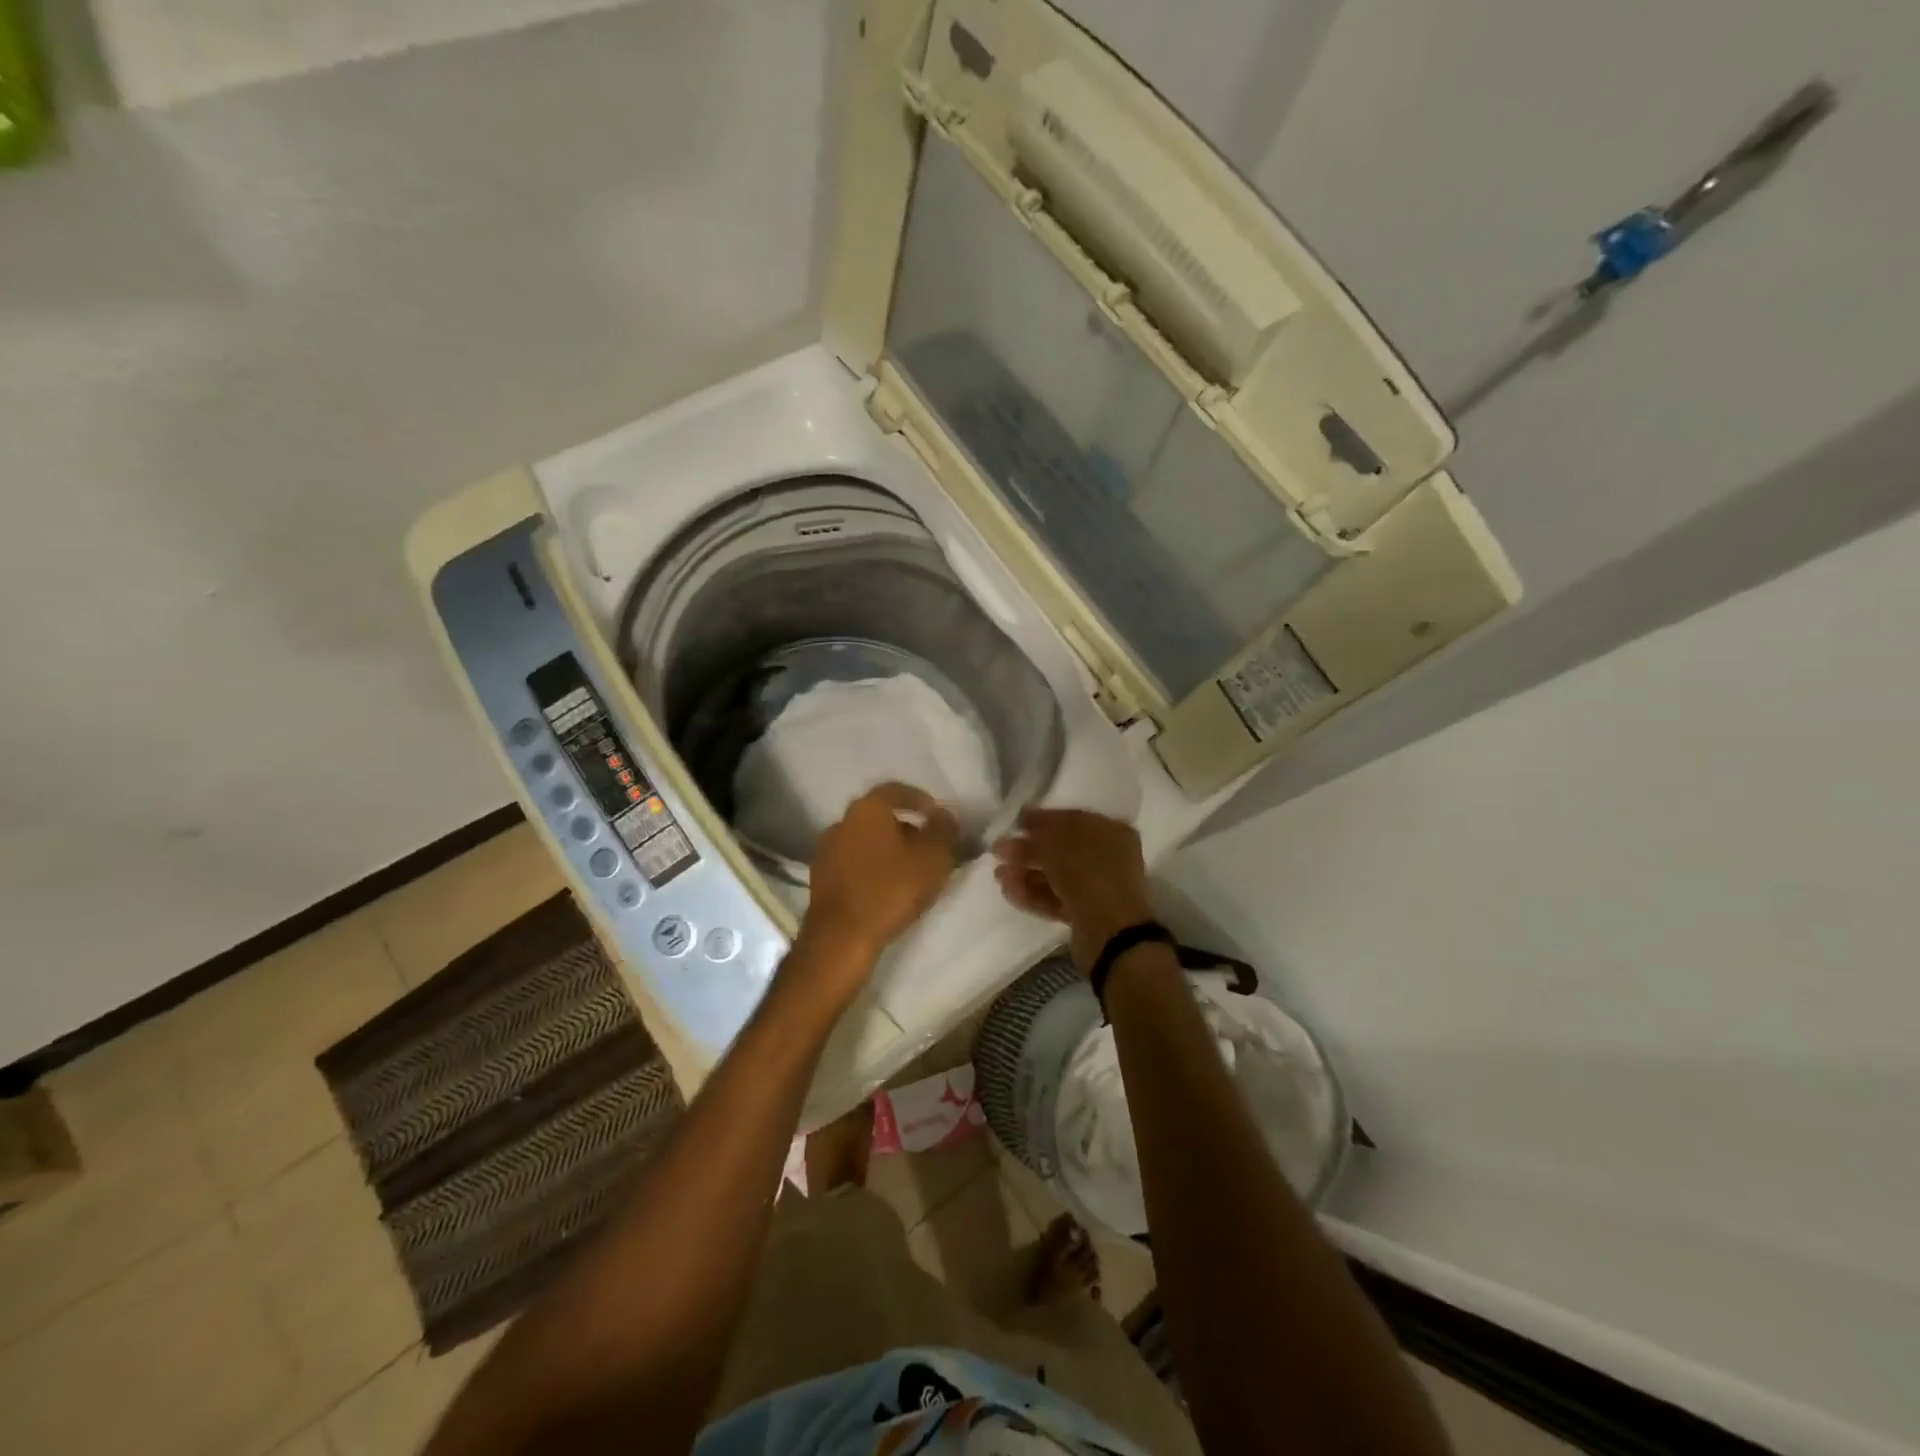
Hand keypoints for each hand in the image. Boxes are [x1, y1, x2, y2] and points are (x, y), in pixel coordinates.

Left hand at [800, 783, 959, 984]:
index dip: (919, 799)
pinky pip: (853, 862)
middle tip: (927, 845)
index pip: (896, 790)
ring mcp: (826, 850)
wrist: (841, 936)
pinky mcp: (820, 878)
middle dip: (905, 827)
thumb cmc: (891, 888)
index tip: (936, 815)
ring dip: (887, 848)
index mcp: (868, 809)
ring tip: (909, 869)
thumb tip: (945, 815)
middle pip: (879, 816)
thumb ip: (944, 830)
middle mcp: (842, 822)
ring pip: (865, 840)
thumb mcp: (933, 857)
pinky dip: (871, 866)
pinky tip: (885, 886)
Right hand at [993, 807, 1153, 973]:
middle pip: (1061, 849)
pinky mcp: (1085, 915)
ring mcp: (1097, 888)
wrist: (1109, 929)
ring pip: (1056, 876)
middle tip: (998, 851)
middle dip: (1028, 849)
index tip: (1015, 823)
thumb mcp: (1058, 838)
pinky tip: (1008, 891)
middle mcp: (1107, 857)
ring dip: (1025, 873)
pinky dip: (1032, 894)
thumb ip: (1040, 826)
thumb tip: (1026, 817)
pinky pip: (1056, 899)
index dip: (1042, 819)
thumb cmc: (1087, 870)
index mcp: (1110, 831)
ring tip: (999, 874)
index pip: (1072, 819)